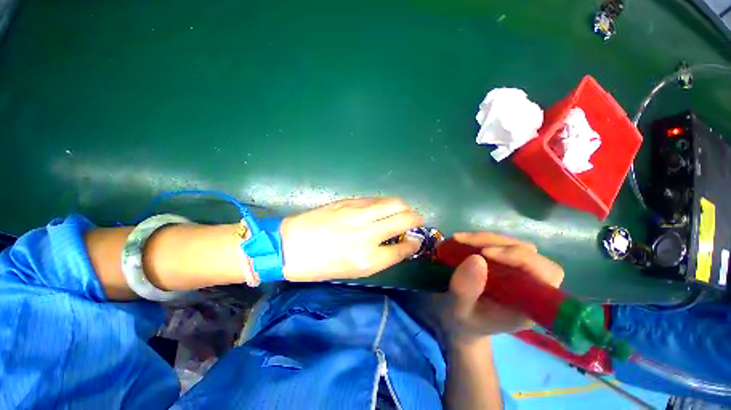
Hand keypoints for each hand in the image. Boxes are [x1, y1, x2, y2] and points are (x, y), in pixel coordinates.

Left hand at [280, 197, 422, 281]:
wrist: (291, 245)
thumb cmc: (321, 265)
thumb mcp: (353, 271)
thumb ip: (380, 257)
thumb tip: (399, 244)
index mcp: (367, 258)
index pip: (403, 248)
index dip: (414, 243)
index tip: (416, 240)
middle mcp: (367, 234)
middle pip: (404, 219)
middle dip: (416, 219)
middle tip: (416, 221)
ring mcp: (358, 213)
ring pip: (394, 203)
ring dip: (404, 207)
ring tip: (403, 211)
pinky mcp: (349, 201)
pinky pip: (376, 199)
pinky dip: (385, 203)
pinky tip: (383, 208)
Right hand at [441, 232, 563, 345]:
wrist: (458, 320)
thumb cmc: (462, 321)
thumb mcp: (459, 310)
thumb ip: (466, 291)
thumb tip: (477, 259)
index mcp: (529, 304)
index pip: (546, 273)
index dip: (521, 258)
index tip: (485, 254)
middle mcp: (529, 284)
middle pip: (526, 251)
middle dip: (494, 242)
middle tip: (462, 241)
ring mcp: (514, 270)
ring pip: (510, 242)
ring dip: (483, 238)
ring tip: (457, 240)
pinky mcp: (500, 261)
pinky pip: (495, 242)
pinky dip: (477, 239)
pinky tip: (459, 240)